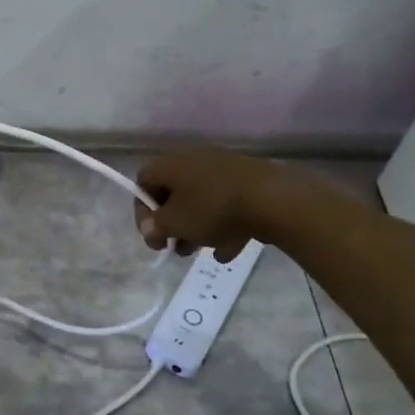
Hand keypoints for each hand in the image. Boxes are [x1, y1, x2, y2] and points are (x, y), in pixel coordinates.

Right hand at [134, 150, 264, 260]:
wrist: (273, 198)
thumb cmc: (213, 208)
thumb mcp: (176, 223)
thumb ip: (156, 227)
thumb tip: (149, 228)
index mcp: (172, 165)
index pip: (144, 181)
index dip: (142, 210)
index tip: (152, 233)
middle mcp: (195, 161)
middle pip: (174, 193)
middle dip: (172, 224)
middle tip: (174, 247)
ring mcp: (224, 170)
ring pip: (201, 201)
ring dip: (197, 228)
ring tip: (202, 253)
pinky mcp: (248, 182)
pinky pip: (227, 204)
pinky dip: (223, 226)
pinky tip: (229, 249)